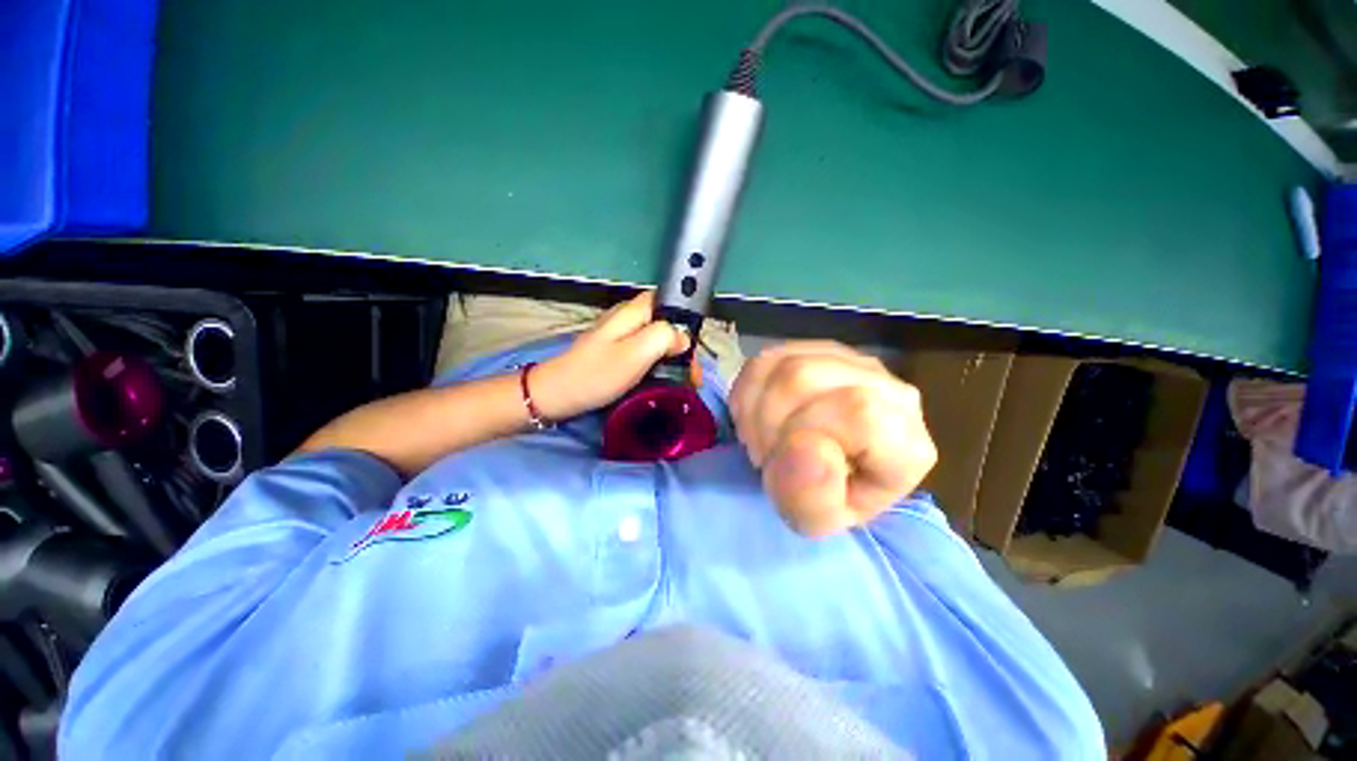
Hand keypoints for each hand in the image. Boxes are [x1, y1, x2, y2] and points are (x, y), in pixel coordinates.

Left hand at [532, 291, 689, 419]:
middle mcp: (628, 317)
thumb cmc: (598, 373)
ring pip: (657, 338)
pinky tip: (662, 380)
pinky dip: (658, 363)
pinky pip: (645, 351)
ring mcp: (620, 334)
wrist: (557, 394)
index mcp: (633, 311)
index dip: (686, 320)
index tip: (694, 347)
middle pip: (665, 322)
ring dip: (672, 357)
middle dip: (682, 346)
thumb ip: (664, 337)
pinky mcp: (615, 351)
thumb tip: (683, 336)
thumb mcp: (636, 353)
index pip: (669, 300)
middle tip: (691, 375)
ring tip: (683, 381)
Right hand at [731, 341, 936, 536]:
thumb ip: (813, 497)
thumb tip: (802, 445)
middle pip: (804, 378)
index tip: (787, 464)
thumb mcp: (818, 519)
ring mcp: (848, 361)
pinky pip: (767, 358)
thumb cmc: (823, 498)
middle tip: (767, 456)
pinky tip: (757, 417)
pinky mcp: (813, 350)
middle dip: (768, 424)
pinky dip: (748, 393)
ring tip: (763, 438)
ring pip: (783, 364)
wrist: (822, 471)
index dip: (803, 435)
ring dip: (755, 410)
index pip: (857, 410)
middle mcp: (885, 386)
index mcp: (904, 439)